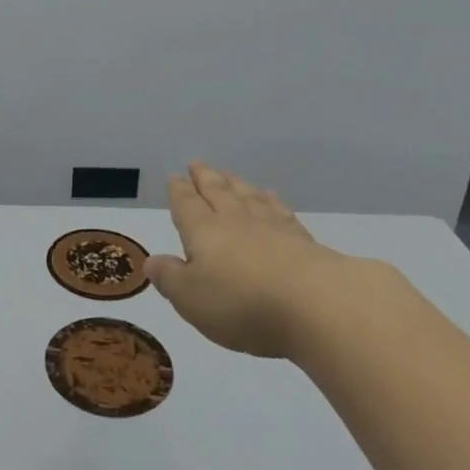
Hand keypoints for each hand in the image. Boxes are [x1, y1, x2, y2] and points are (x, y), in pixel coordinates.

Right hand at [145, 163, 395, 358]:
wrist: (316, 305)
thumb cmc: (241, 303)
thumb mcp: (191, 298)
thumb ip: (170, 278)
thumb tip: (152, 259)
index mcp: (204, 231)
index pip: (187, 205)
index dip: (179, 192)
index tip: (175, 177)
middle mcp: (235, 221)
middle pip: (218, 192)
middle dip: (205, 178)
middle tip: (198, 164)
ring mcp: (272, 227)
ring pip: (248, 197)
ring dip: (236, 184)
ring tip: (229, 173)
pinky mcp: (303, 240)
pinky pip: (280, 211)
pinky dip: (272, 201)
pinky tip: (271, 197)